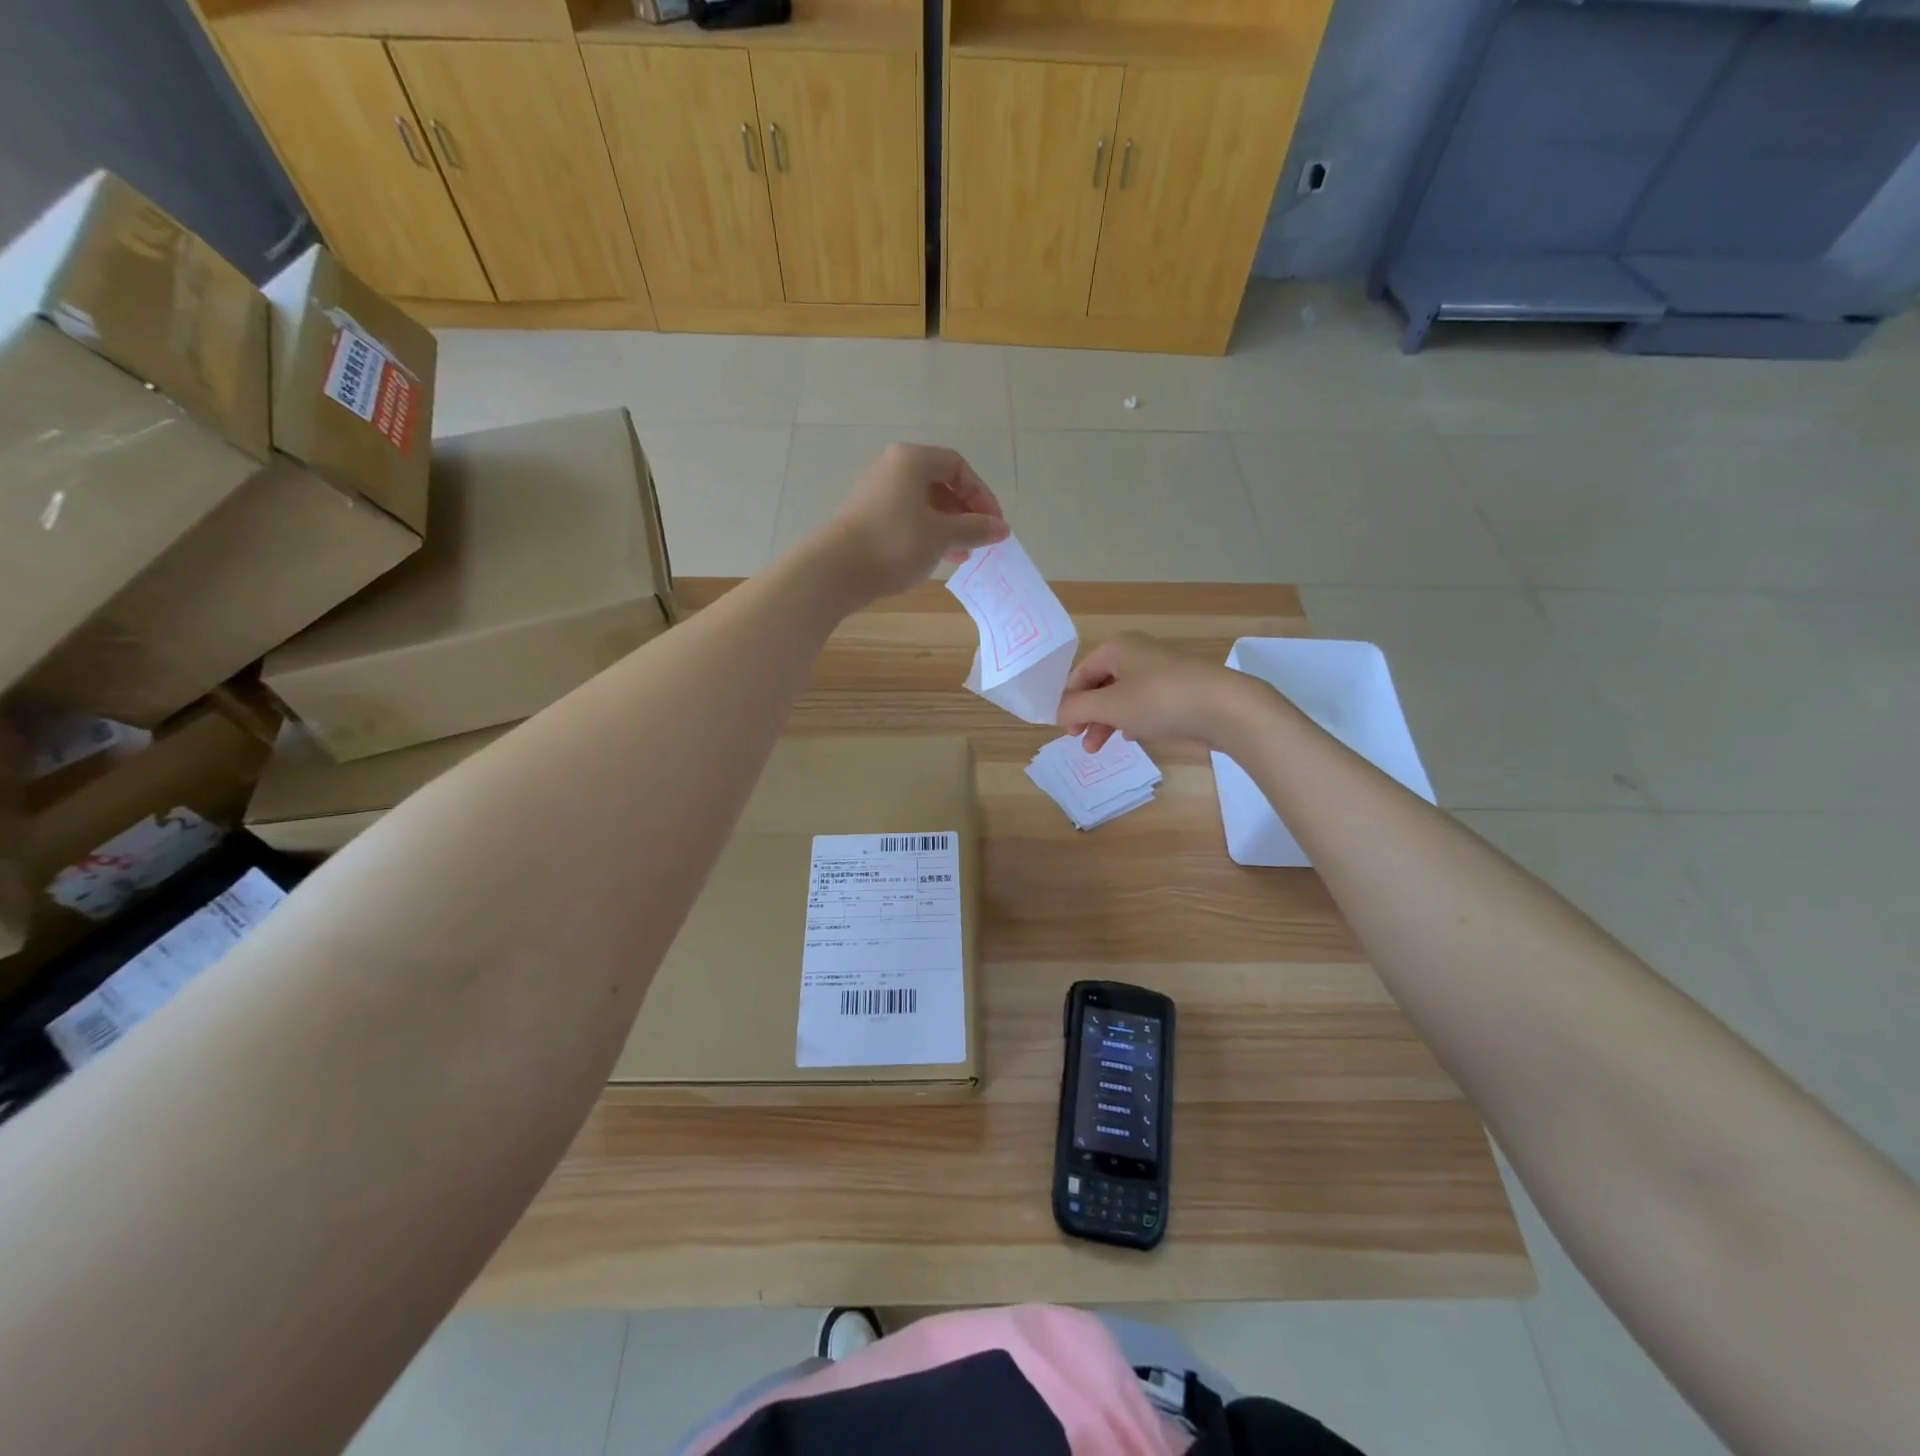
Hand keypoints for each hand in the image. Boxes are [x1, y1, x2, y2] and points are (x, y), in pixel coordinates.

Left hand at [816, 443, 1007, 604]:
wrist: (836, 570)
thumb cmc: (895, 544)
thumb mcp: (942, 536)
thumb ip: (975, 529)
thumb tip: (1002, 528)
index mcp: (912, 460)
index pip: (958, 466)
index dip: (982, 494)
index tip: (994, 524)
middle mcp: (892, 468)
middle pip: (940, 484)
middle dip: (965, 513)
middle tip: (979, 541)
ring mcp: (876, 493)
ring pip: (923, 504)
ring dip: (948, 527)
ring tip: (961, 555)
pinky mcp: (866, 517)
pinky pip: (906, 518)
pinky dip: (926, 534)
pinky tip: (935, 558)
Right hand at [1057, 632, 1261, 751]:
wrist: (1224, 707)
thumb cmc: (1159, 700)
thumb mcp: (1109, 706)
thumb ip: (1077, 708)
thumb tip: (1058, 712)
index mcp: (1117, 648)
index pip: (1079, 674)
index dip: (1068, 701)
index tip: (1064, 729)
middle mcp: (1137, 654)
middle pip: (1100, 685)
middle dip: (1087, 715)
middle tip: (1080, 741)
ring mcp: (1160, 672)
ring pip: (1122, 697)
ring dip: (1106, 722)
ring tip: (1099, 749)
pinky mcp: (1178, 690)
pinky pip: (1144, 704)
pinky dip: (1131, 719)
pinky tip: (1131, 736)